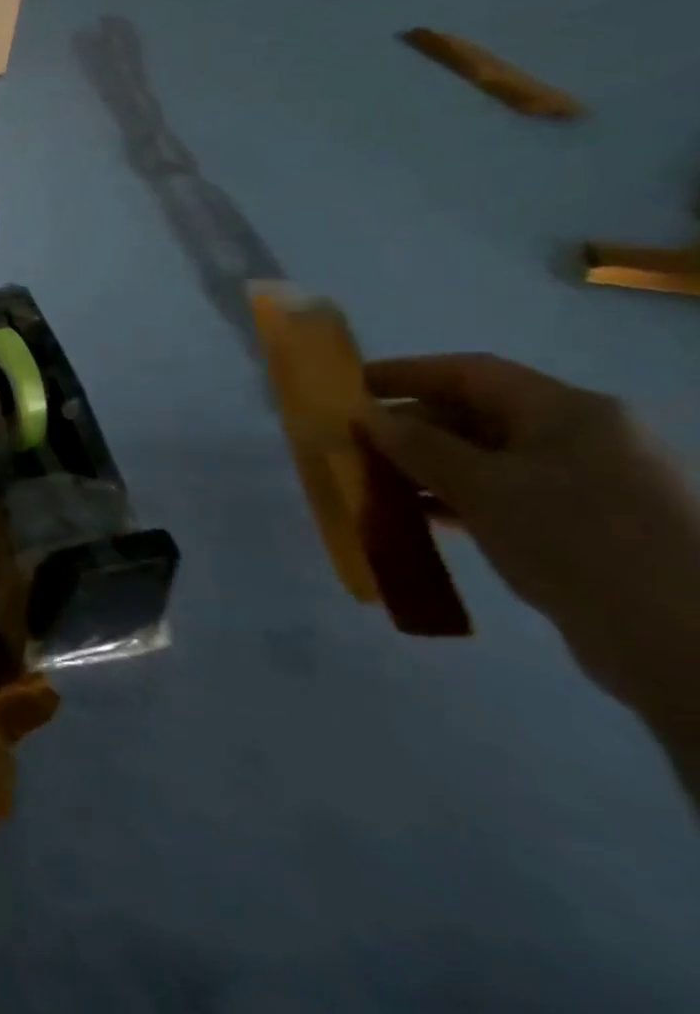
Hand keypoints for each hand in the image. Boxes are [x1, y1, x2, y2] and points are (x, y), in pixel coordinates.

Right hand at [361, 353, 699, 704]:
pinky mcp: (585, 525)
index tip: (347, 387)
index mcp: (568, 410)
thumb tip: (369, 419)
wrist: (681, 641)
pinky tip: (421, 517)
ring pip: (486, 457)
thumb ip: (418, 447)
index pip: (470, 372)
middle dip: (410, 427)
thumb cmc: (575, 540)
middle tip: (352, 443)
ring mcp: (589, 483)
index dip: (404, 373)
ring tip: (374, 482)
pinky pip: (504, 494)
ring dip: (427, 466)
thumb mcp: (483, 487)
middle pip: (477, 413)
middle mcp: (583, 436)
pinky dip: (457, 498)